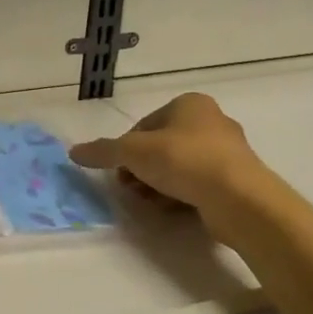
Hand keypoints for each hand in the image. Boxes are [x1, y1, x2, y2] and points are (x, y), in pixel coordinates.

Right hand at [69, 93, 268, 230]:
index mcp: (190, 104)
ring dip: (158, 184)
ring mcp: (227, 152)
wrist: (238, 198)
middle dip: (141, 169)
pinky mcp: (236, 181)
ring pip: (179, 167)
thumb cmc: (184, 160)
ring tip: (148, 201)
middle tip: (129, 188)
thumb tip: (74, 152)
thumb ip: (103, 151)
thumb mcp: (134, 152)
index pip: (145, 125)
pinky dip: (181, 195)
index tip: (119, 170)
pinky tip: (170, 209)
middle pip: (161, 146)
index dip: (126, 148)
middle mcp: (211, 122)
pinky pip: (198, 185)